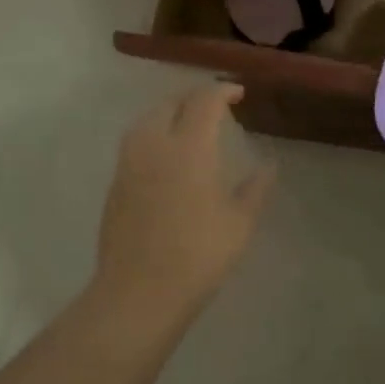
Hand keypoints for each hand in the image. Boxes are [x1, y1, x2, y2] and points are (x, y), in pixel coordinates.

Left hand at [94, 83, 275, 316]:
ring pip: (147, 120)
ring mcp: (130, 164)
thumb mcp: (239, 223)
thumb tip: (268, 165)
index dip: (222, 90)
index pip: (204, 101)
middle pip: (171, 103)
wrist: (139, 293)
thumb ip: (255, 188)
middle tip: (214, 107)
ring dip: (170, 113)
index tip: (237, 92)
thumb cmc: (198, 255)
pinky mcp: (116, 184)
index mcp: (189, 147)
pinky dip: (154, 135)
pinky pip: (136, 143)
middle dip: (194, 98)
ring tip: (188, 125)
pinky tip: (166, 156)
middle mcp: (155, 145)